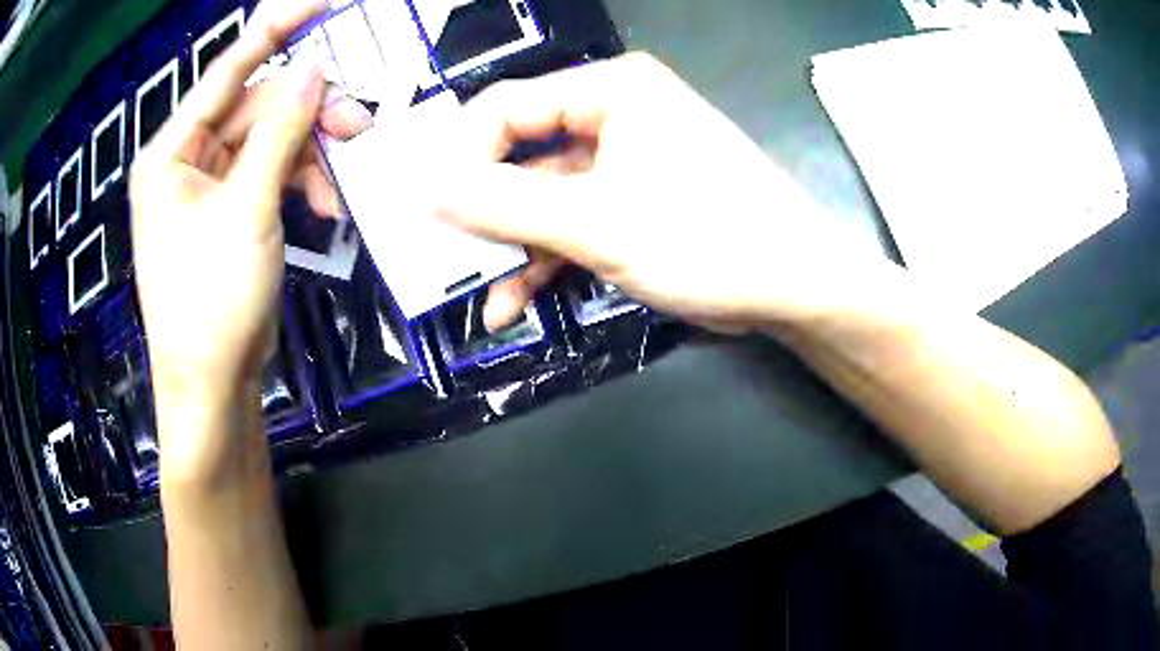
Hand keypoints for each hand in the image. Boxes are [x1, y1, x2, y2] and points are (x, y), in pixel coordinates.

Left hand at [129, 0, 366, 477]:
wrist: (211, 387)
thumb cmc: (212, 303)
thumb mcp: (248, 209)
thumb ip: (279, 130)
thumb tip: (314, 67)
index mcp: (170, 152)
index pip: (227, 71)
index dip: (275, 30)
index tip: (323, 2)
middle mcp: (185, 161)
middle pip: (254, 107)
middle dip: (307, 112)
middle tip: (357, 124)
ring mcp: (207, 187)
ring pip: (269, 141)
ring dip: (309, 153)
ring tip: (342, 178)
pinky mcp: (228, 212)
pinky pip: (269, 174)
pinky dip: (300, 182)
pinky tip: (325, 206)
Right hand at [434, 53, 870, 332]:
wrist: (793, 287)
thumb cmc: (706, 236)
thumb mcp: (595, 221)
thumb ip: (503, 205)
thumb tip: (427, 191)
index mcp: (609, 90)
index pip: (506, 108)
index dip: (458, 157)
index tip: (424, 208)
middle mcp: (614, 115)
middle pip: (520, 153)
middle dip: (481, 208)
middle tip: (438, 249)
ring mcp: (624, 163)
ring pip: (543, 197)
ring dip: (509, 246)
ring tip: (472, 288)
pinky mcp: (633, 205)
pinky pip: (572, 224)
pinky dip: (543, 261)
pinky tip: (513, 302)